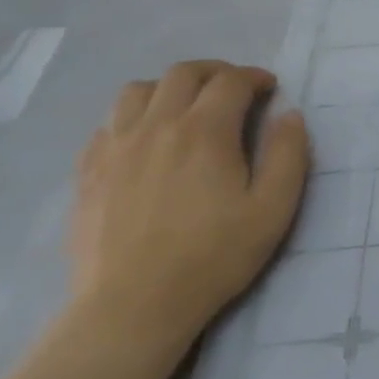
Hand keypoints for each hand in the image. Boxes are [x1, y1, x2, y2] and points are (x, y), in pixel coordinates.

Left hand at [67, 62, 309, 362]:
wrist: (134, 306)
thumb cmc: (212, 257)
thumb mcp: (273, 210)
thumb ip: (288, 155)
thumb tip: (289, 115)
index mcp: (204, 131)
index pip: (231, 81)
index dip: (254, 77)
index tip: (269, 89)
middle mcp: (157, 125)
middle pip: (183, 73)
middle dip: (215, 72)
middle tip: (234, 89)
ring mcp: (116, 146)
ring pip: (138, 90)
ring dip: (169, 87)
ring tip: (186, 107)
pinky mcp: (89, 171)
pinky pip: (107, 123)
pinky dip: (132, 117)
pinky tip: (145, 140)